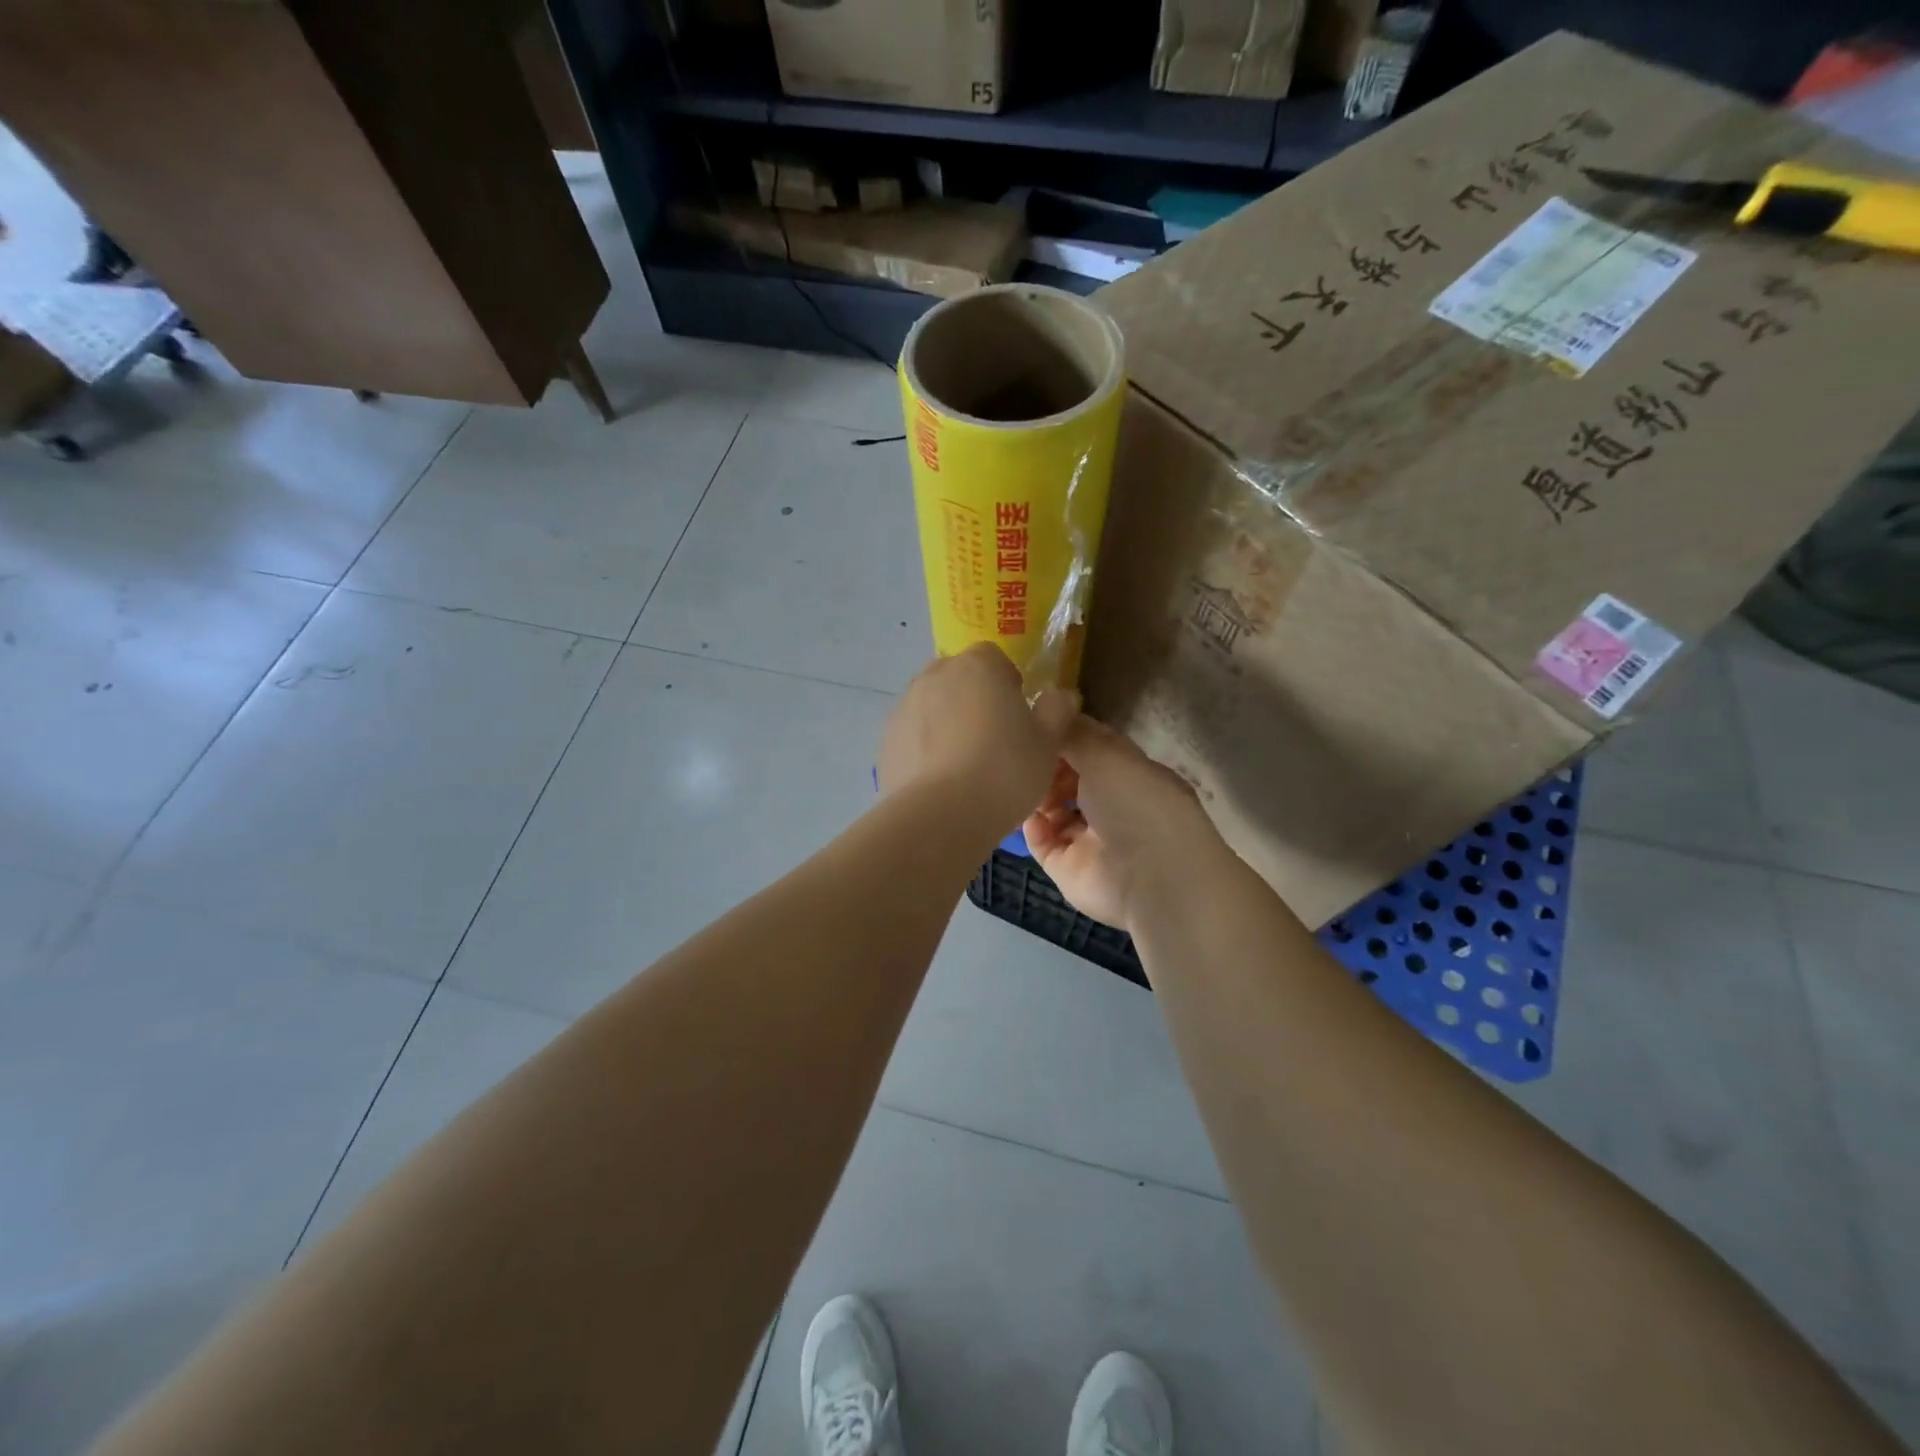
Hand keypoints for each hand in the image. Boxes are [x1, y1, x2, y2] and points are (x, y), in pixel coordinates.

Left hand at [878, 643, 1078, 838]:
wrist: (939, 816)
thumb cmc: (1004, 771)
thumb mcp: (1047, 743)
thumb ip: (1057, 710)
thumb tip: (1061, 695)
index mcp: (978, 665)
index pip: (994, 658)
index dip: (1008, 684)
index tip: (1018, 717)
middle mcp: (935, 675)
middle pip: (959, 678)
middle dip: (974, 700)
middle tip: (994, 741)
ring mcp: (904, 706)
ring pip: (933, 707)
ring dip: (947, 724)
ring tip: (965, 766)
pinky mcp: (886, 740)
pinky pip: (913, 736)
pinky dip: (925, 749)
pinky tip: (940, 782)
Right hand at [1023, 716, 1221, 932]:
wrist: (1152, 877)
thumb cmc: (1135, 802)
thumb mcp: (1105, 753)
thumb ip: (1072, 733)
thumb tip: (1048, 708)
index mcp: (1128, 771)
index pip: (1091, 745)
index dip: (1063, 732)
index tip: (1032, 719)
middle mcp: (1110, 802)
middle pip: (1068, 776)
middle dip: (1045, 763)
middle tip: (1019, 753)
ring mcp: (1088, 836)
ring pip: (1052, 808)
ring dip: (1035, 794)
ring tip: (1017, 781)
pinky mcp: (1069, 866)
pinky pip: (1042, 841)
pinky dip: (1031, 826)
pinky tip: (1023, 812)